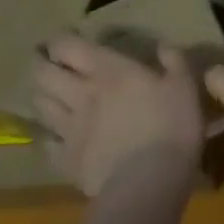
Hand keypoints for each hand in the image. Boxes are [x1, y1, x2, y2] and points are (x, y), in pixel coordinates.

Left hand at [31, 36, 203, 197]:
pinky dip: (47, 138)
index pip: (69, 47)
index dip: (59, 40)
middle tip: (43, 62)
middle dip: (39, 65)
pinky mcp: (67, 161)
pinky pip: (47, 145)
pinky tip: (52, 137)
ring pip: (41, 106)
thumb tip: (163, 47)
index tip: (60, 39)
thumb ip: (174, 62)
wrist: (148, 184)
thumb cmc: (170, 126)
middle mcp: (81, 94)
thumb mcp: (184, 86)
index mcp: (109, 70)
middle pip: (44, 74)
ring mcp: (70, 129)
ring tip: (45, 94)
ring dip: (40, 96)